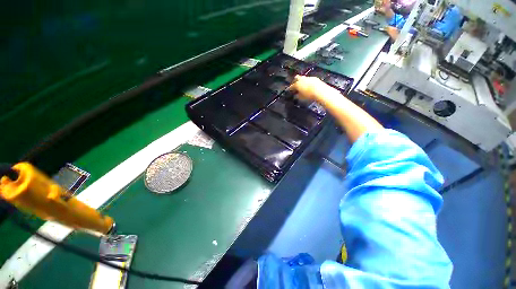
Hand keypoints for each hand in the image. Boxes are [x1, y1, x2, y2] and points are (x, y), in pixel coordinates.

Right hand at [288, 75, 334, 101]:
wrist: (320, 91)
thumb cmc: (309, 96)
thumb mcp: (301, 98)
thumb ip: (297, 96)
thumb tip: (295, 95)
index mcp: (297, 84)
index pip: (291, 86)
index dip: (289, 89)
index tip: (288, 91)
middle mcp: (302, 79)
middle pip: (296, 78)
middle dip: (295, 81)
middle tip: (295, 86)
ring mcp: (308, 78)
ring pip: (303, 78)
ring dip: (302, 82)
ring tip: (302, 86)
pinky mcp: (314, 78)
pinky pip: (308, 80)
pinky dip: (307, 82)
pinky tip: (308, 86)